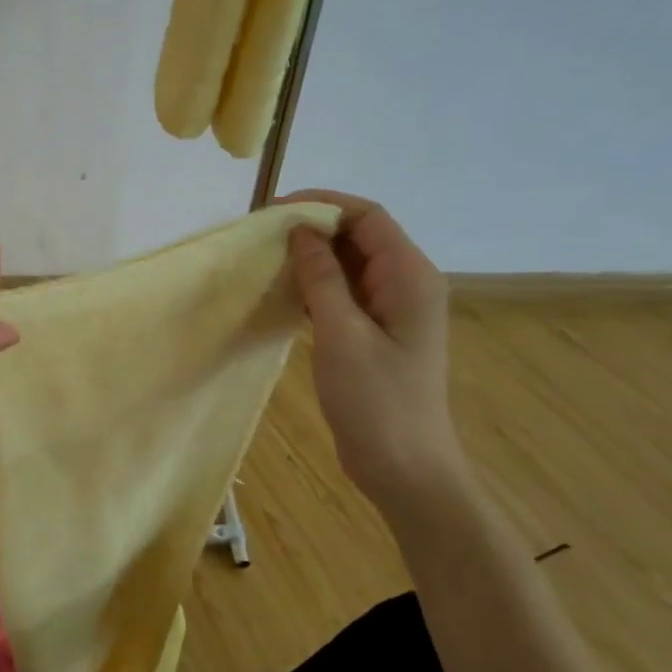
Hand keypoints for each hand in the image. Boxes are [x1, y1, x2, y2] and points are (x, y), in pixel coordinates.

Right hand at [281, 190, 466, 504]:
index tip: (272, 210)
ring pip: (349, 264)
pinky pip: (345, 293)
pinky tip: (284, 291)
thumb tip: (300, 230)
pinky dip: (315, 285)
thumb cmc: (376, 401)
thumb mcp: (341, 334)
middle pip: (360, 236)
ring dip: (311, 257)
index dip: (322, 204)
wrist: (404, 467)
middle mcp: (406, 284)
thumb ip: (322, 277)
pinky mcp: (375, 332)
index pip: (368, 217)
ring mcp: (391, 309)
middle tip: (261, 235)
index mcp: (410, 277)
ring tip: (266, 258)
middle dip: (313, 228)